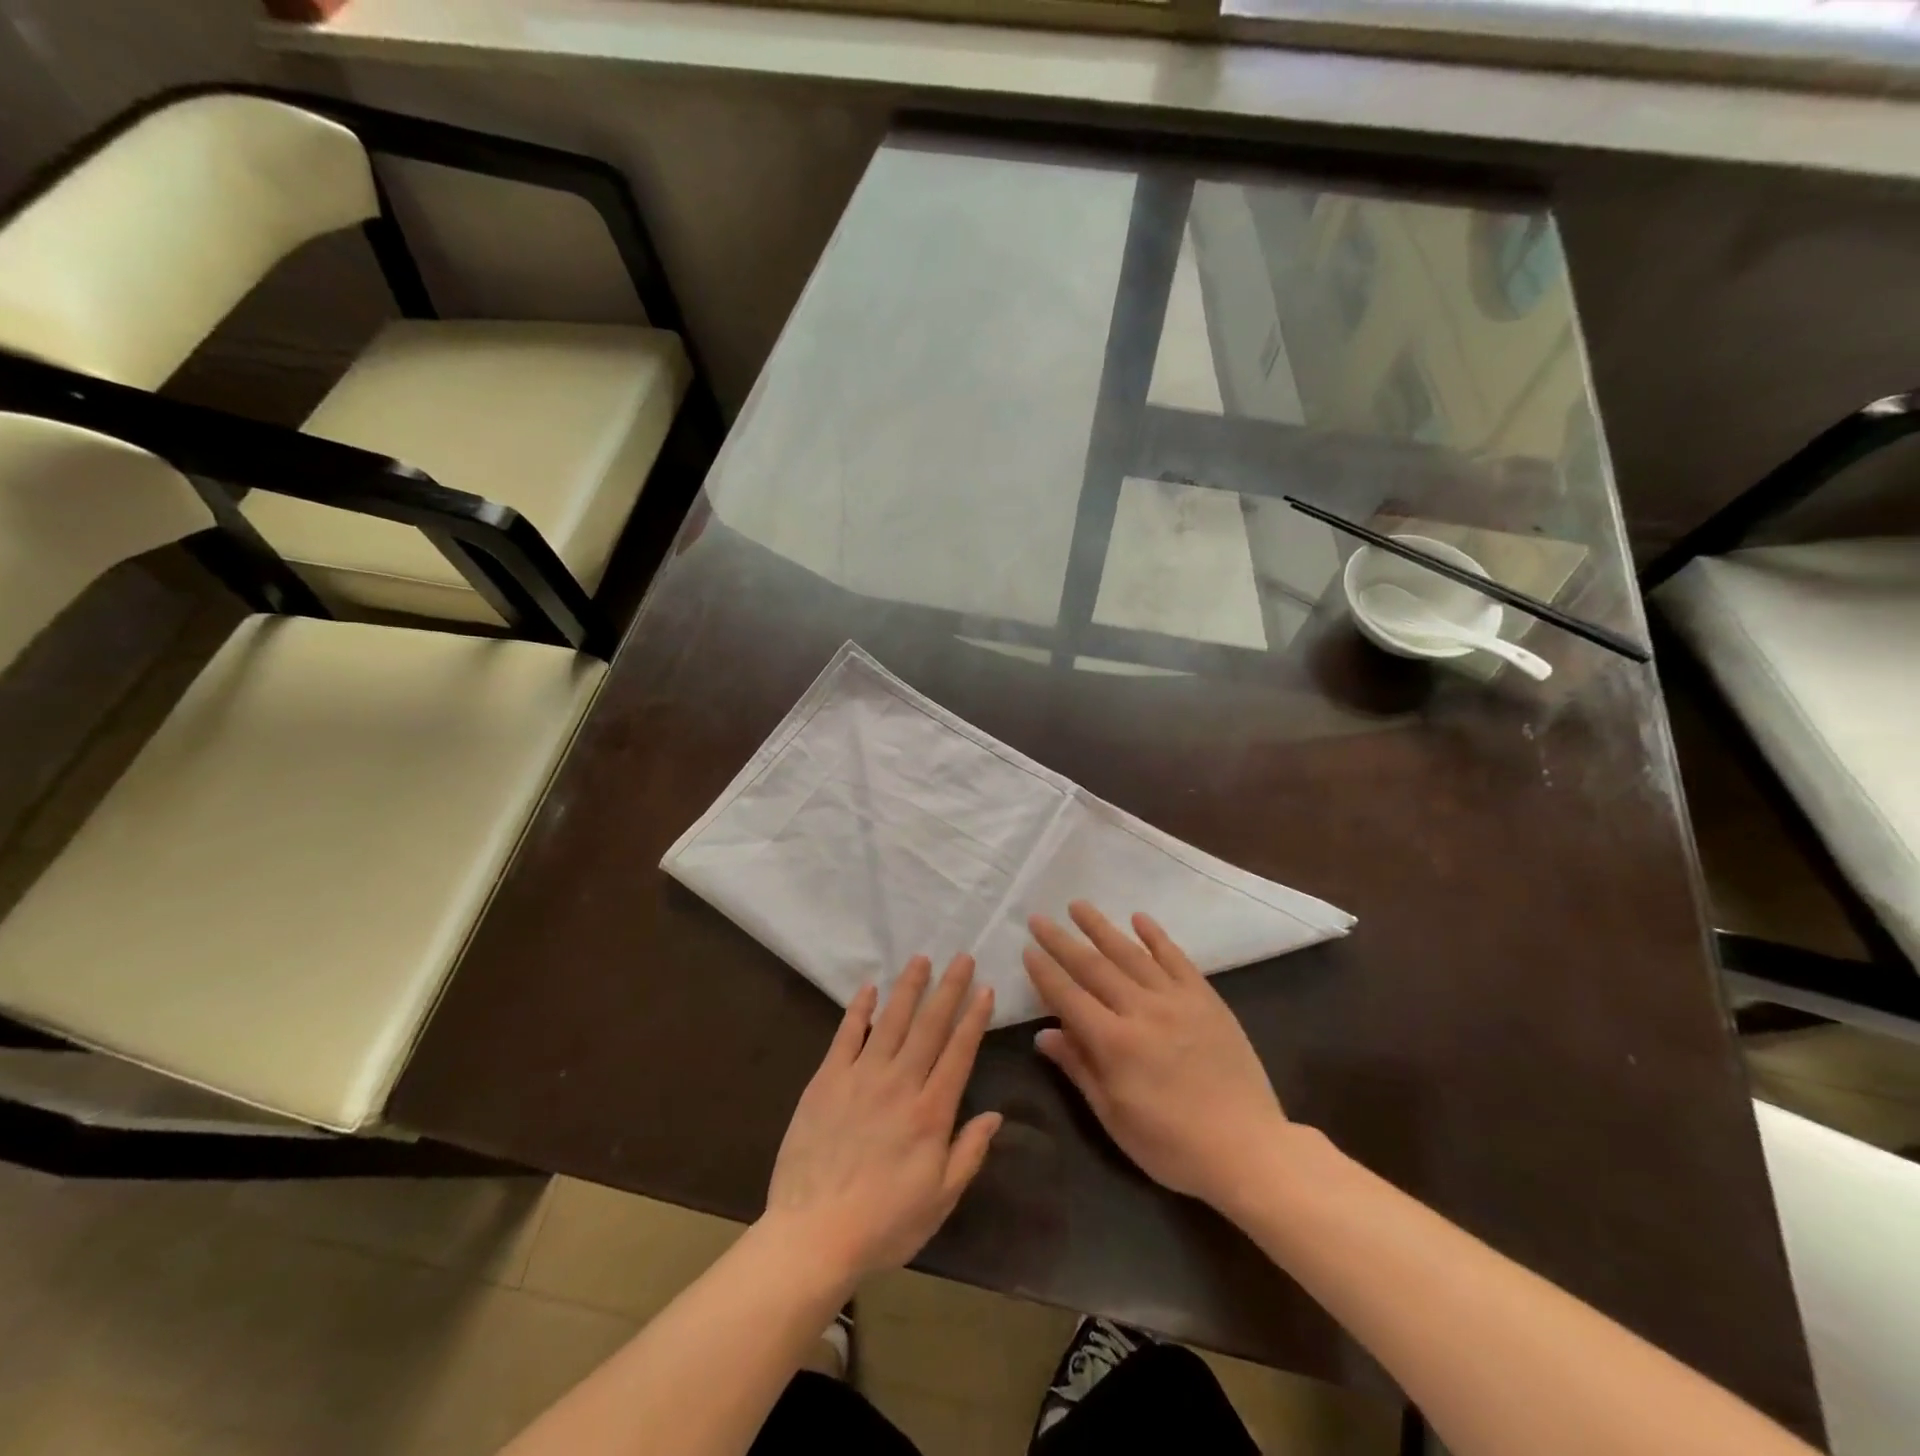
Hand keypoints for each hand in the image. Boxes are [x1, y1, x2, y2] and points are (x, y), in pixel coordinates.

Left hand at [763, 954, 1001, 1285]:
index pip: (959, 1052)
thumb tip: (995, 1115)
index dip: (974, 1018)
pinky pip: (846, 1035)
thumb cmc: (884, 1223)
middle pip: (929, 1026)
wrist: (813, 1234)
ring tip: (921, 959)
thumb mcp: (940, 1200)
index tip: (985, 989)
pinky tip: (868, 989)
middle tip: (961, 957)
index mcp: (931, 1112)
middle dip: (948, 989)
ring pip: (890, 1020)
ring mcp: (861, 1076)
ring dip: (908, 988)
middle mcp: (900, 1083)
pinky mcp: (827, 1079)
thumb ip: (969, 1153)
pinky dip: (858, 1010)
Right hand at [1024, 902, 1289, 1211]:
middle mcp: (1141, 1011)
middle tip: (1039, 918)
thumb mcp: (1115, 1118)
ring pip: (1131, 954)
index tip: (1027, 949)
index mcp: (1114, 1043)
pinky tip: (1139, 918)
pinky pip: (1176, 959)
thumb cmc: (1172, 1145)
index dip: (1045, 972)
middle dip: (1062, 941)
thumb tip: (1044, 1034)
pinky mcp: (1206, 999)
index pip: (1068, 997)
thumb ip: (1079, 1069)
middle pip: (1093, 967)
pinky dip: (1156, 936)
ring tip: (1078, 905)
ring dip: (1101, 927)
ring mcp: (1177, 1000)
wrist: (1248, 1149)